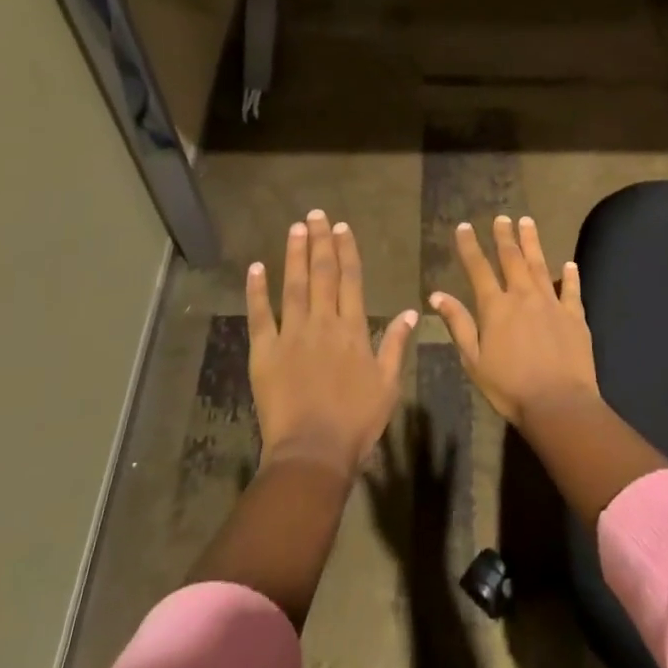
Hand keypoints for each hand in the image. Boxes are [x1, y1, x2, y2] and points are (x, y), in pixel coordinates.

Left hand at [248, 210, 418, 479]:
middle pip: (322, 274)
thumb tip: (412, 312)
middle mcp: (322, 323)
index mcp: (352, 329)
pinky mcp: (265, 352)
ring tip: (295, 228)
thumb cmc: (356, 421)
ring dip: (294, 255)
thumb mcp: (388, 384)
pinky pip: (260, 316)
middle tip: (315, 214)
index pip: (350, 280)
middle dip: (320, 242)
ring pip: (293, 286)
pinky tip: (256, 268)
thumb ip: (396, 345)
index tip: (342, 227)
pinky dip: (257, 291)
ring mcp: (291, 335)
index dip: (346, 251)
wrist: (313, 452)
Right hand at [429, 216, 597, 427]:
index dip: (470, 246)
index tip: (465, 227)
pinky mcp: (575, 315)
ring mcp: (551, 303)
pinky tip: (569, 264)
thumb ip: (458, 324)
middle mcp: (523, 296)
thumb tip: (437, 295)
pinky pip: (572, 289)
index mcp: (496, 307)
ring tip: (527, 222)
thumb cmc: (509, 387)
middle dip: (504, 236)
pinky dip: (570, 275)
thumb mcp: (474, 360)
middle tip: (502, 217)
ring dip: (532, 242)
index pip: (478, 268)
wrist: (558, 403)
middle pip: (511, 259)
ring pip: (540, 265)